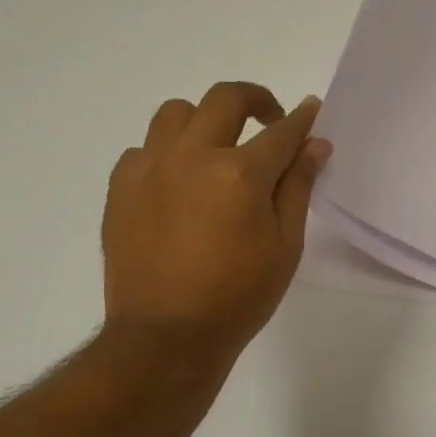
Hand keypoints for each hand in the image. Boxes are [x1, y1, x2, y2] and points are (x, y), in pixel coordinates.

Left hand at [99, 82, 329, 378]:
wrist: (166, 337)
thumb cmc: (238, 297)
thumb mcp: (285, 246)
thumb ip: (298, 187)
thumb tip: (315, 145)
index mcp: (240, 173)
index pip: (281, 132)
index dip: (302, 119)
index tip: (311, 110)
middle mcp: (191, 156)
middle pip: (226, 99)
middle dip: (256, 100)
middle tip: (269, 120)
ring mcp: (150, 168)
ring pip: (177, 113)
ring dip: (205, 120)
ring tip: (216, 149)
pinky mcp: (120, 187)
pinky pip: (144, 149)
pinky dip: (167, 154)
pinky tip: (178, 184)